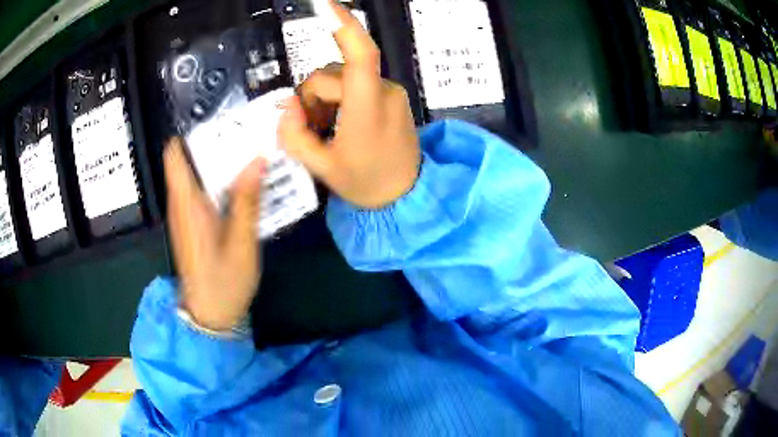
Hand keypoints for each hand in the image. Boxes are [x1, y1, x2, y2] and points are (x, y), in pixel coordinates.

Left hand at [164, 138, 263, 330]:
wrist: (209, 316)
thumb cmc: (224, 281)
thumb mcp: (242, 242)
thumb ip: (247, 199)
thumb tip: (257, 159)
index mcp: (187, 203)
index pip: (174, 155)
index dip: (190, 133)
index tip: (218, 123)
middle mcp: (179, 204)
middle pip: (187, 161)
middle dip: (212, 145)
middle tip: (245, 136)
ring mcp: (183, 216)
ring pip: (194, 176)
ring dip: (216, 163)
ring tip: (247, 155)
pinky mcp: (190, 226)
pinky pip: (198, 193)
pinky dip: (216, 183)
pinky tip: (240, 186)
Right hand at [278, 1, 420, 208]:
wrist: (406, 196)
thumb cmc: (365, 184)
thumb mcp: (321, 167)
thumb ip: (295, 135)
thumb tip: (286, 106)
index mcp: (368, 108)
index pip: (361, 55)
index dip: (345, 26)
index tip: (326, 6)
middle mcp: (383, 92)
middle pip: (332, 73)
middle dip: (313, 97)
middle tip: (312, 129)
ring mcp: (390, 92)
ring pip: (341, 78)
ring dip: (325, 99)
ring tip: (327, 131)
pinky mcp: (391, 96)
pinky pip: (356, 85)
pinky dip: (340, 100)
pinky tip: (340, 124)